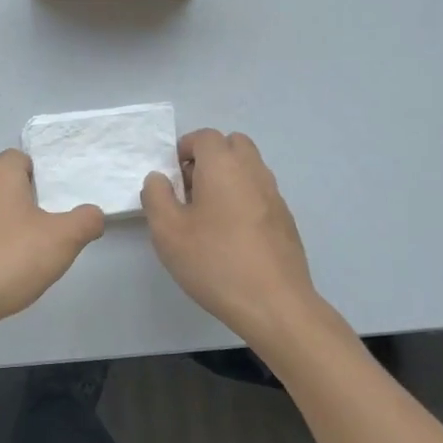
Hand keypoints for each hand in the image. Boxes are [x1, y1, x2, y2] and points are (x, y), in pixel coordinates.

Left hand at [0, 150, 103, 343]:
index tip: (53, 200)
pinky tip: (3, 263)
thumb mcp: (63, 239)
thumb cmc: (11, 258)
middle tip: (37, 216)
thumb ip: (86, 221)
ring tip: (24, 242)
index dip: (38, 175)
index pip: (18, 158)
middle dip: (14, 190)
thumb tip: (93, 214)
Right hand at [141, 129, 322, 344]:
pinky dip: (244, 198)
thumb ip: (156, 196)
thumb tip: (160, 178)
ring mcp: (275, 196)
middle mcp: (253, 172)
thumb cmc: (214, 262)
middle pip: (233, 145)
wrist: (275, 305)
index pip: (205, 137)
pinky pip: (260, 193)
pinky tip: (231, 235)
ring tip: (208, 214)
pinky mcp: (286, 221)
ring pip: (249, 168)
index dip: (184, 149)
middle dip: (210, 157)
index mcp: (223, 166)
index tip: (172, 176)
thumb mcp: (167, 230)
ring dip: (228, 177)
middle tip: (191, 189)